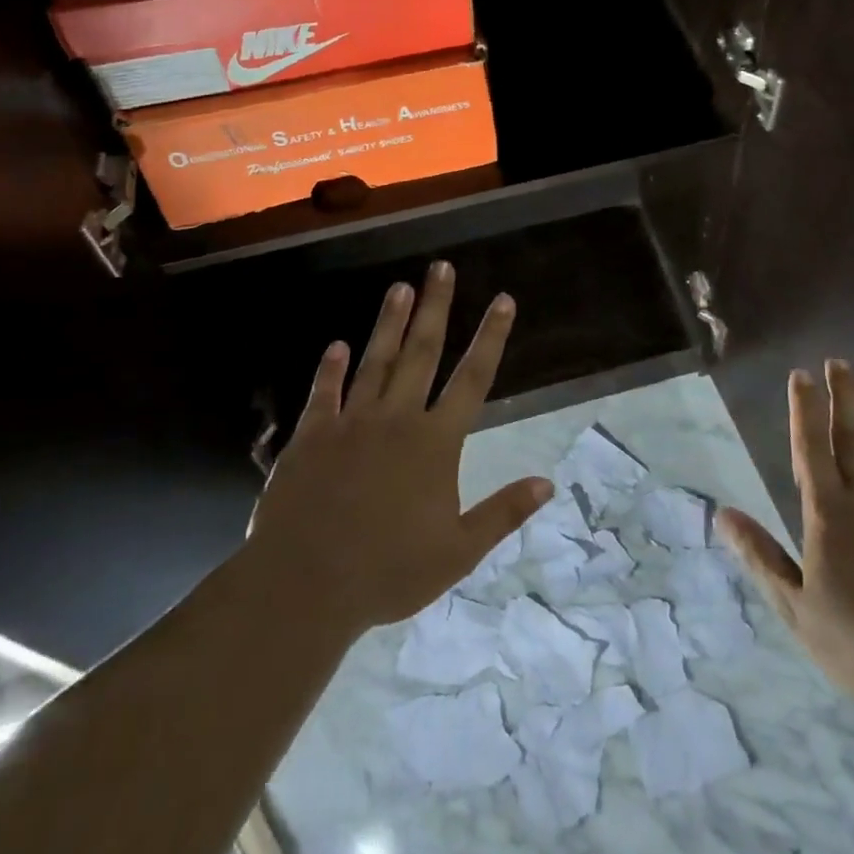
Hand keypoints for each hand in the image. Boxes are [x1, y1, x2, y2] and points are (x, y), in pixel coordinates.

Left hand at [244, 261, 553, 635]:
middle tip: (441, 268)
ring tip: (400, 287)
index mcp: (435, 442)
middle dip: (436, 307)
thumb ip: (503, 512)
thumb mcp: (458, 551)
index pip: (472, 378)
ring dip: (389, 322)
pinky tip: (337, 345)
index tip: (504, 300)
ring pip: (375, 360)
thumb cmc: (388, 571)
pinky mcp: (311, 436)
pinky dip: (330, 368)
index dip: (491, 336)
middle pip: (422, 352)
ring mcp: (351, 423)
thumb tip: (548, 482)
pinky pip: (323, 393)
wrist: (305, 585)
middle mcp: (396, 419)